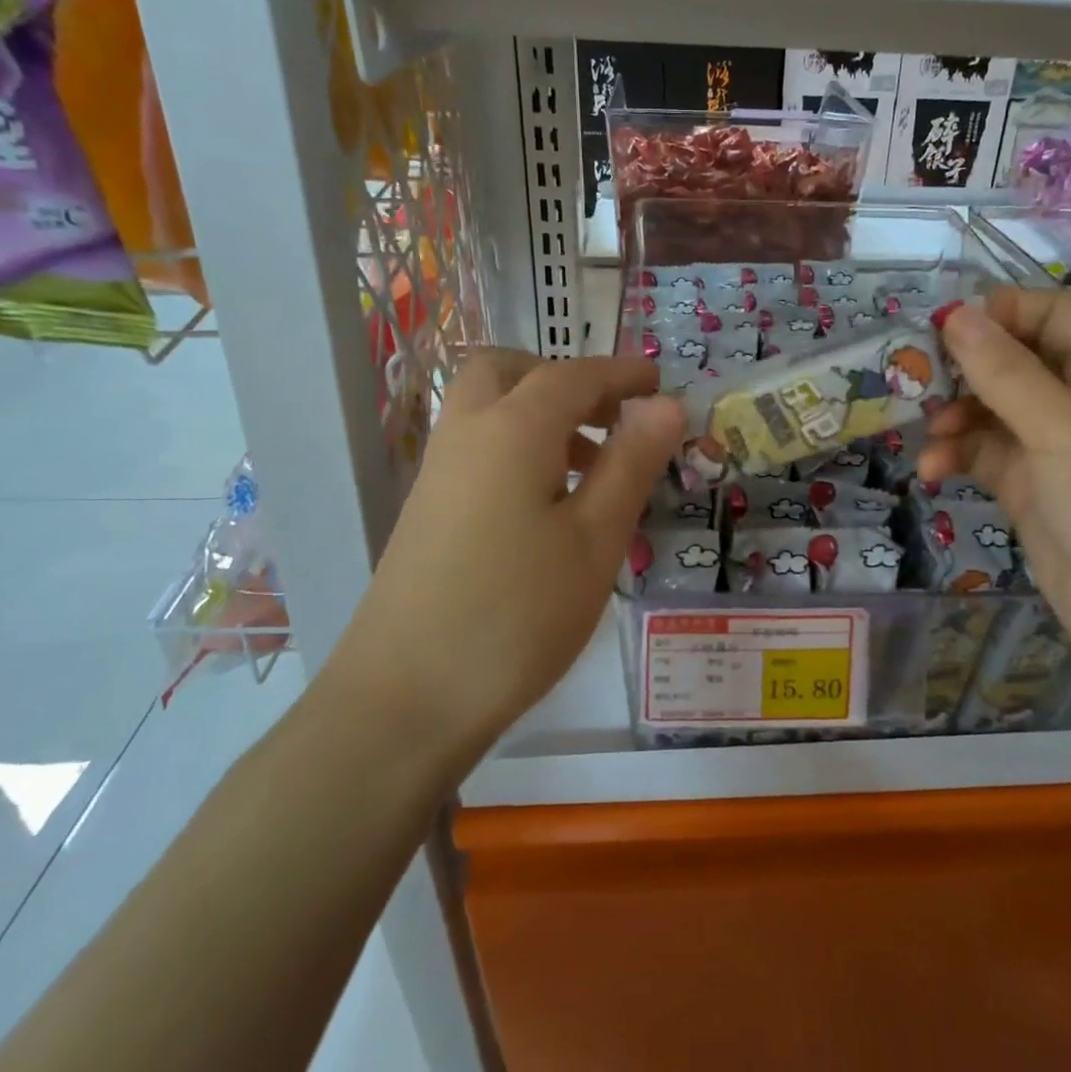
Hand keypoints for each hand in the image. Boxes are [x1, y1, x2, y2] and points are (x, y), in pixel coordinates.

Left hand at [332, 350, 682, 759]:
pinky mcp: (427, 510)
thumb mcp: (595, 538)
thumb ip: (631, 462)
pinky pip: (478, 447)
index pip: (573, 376)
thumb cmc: (518, 613)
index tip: (661, 381)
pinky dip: (518, 446)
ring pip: (489, 409)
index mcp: (513, 429)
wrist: (406, 699)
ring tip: (593, 467)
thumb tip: (665, 403)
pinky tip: (550, 507)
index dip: (622, 373)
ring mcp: (438, 472)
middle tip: (611, 417)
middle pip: (511, 372)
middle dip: (565, 379)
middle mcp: (467, 433)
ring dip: (541, 414)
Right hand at [920, 286, 1070, 691]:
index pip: (1047, 312)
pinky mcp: (1035, 482)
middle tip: (913, 386)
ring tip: (929, 439)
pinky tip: (933, 472)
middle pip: (1012, 358)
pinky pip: (987, 451)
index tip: (938, 332)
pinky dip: (959, 456)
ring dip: (955, 418)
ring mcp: (1059, 441)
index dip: (993, 315)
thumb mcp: (1060, 426)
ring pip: (992, 407)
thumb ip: (1003, 369)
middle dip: (963, 371)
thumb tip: (955, 313)